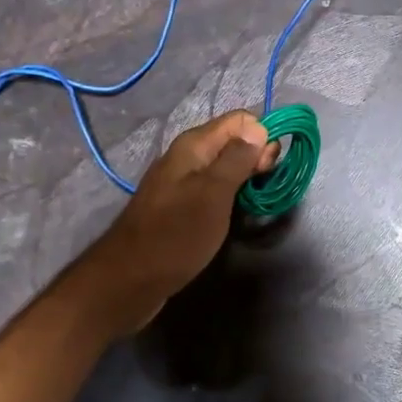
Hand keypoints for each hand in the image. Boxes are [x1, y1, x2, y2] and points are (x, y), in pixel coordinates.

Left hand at [78, 110, 277, 334]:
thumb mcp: (213, 194)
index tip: (270, 166)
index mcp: (193, 146)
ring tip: (255, 200)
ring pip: (224, 168)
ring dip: (244, 178)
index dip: (262, 137)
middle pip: (232, 143)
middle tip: (265, 185)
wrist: (130, 280)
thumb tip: (259, 127)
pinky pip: (213, 189)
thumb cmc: (176, 234)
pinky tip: (235, 212)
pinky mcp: (180, 207)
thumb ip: (237, 159)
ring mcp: (181, 183)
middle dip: (256, 158)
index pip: (239, 121)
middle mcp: (186, 158)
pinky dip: (229, 195)